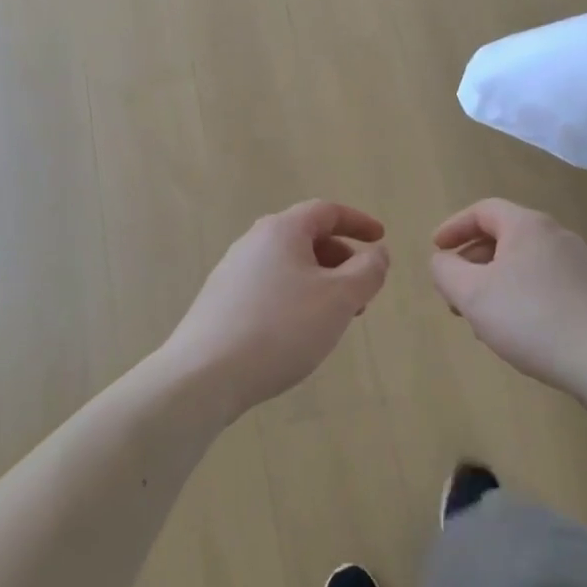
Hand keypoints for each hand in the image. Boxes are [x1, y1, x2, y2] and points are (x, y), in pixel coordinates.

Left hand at [161, 200, 389, 413]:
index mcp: (281, 231)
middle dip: (341, 259)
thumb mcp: (339, 299)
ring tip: (335, 318)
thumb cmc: (282, 328)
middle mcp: (252, 243)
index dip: (358, 222)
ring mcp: (231, 273)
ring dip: (320, 283)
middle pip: (306, 238)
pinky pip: (269, 289)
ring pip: (288, 267)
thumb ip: (368, 271)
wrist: (205, 375)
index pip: (326, 211)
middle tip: (362, 290)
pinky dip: (295, 298)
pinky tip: (299, 333)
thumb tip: (378, 253)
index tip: (381, 239)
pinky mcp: (220, 303)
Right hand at [430, 199, 586, 396]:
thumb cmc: (532, 318)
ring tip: (481, 318)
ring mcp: (579, 265)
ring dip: (494, 283)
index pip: (483, 211)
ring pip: (523, 264)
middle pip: (504, 237)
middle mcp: (557, 236)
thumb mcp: (472, 294)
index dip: (454, 227)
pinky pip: (544, 285)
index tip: (435, 249)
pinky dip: (520, 297)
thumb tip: (443, 261)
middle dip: (472, 261)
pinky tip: (515, 331)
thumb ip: (446, 271)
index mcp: (528, 226)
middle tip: (454, 292)